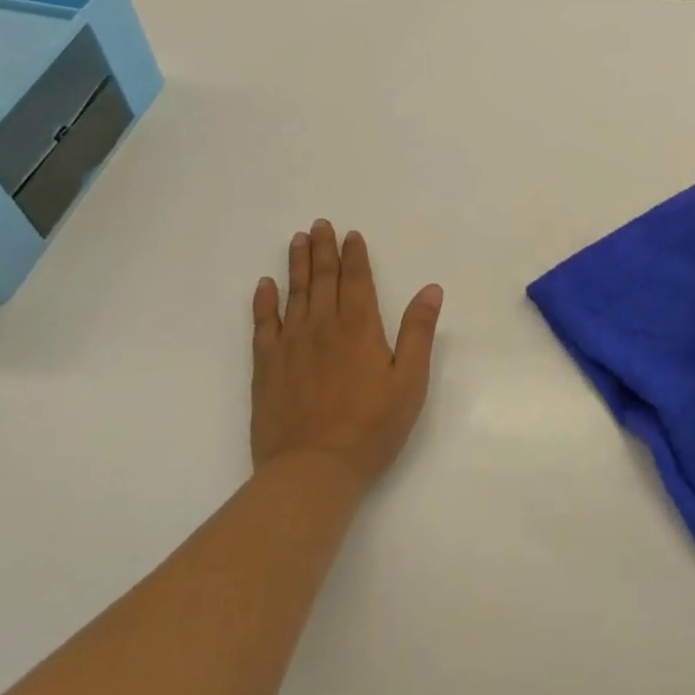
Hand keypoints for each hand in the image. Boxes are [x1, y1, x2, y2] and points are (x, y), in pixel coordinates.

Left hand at [251, 220, 442, 489]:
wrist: (313, 469)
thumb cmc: (371, 427)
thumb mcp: (410, 381)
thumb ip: (418, 332)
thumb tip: (431, 289)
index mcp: (360, 327)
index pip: (357, 280)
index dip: (354, 255)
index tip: (350, 234)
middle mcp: (323, 326)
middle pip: (323, 279)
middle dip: (322, 250)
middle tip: (319, 225)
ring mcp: (291, 345)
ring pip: (294, 294)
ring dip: (296, 265)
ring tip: (297, 240)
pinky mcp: (267, 367)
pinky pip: (263, 325)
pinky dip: (263, 302)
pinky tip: (264, 286)